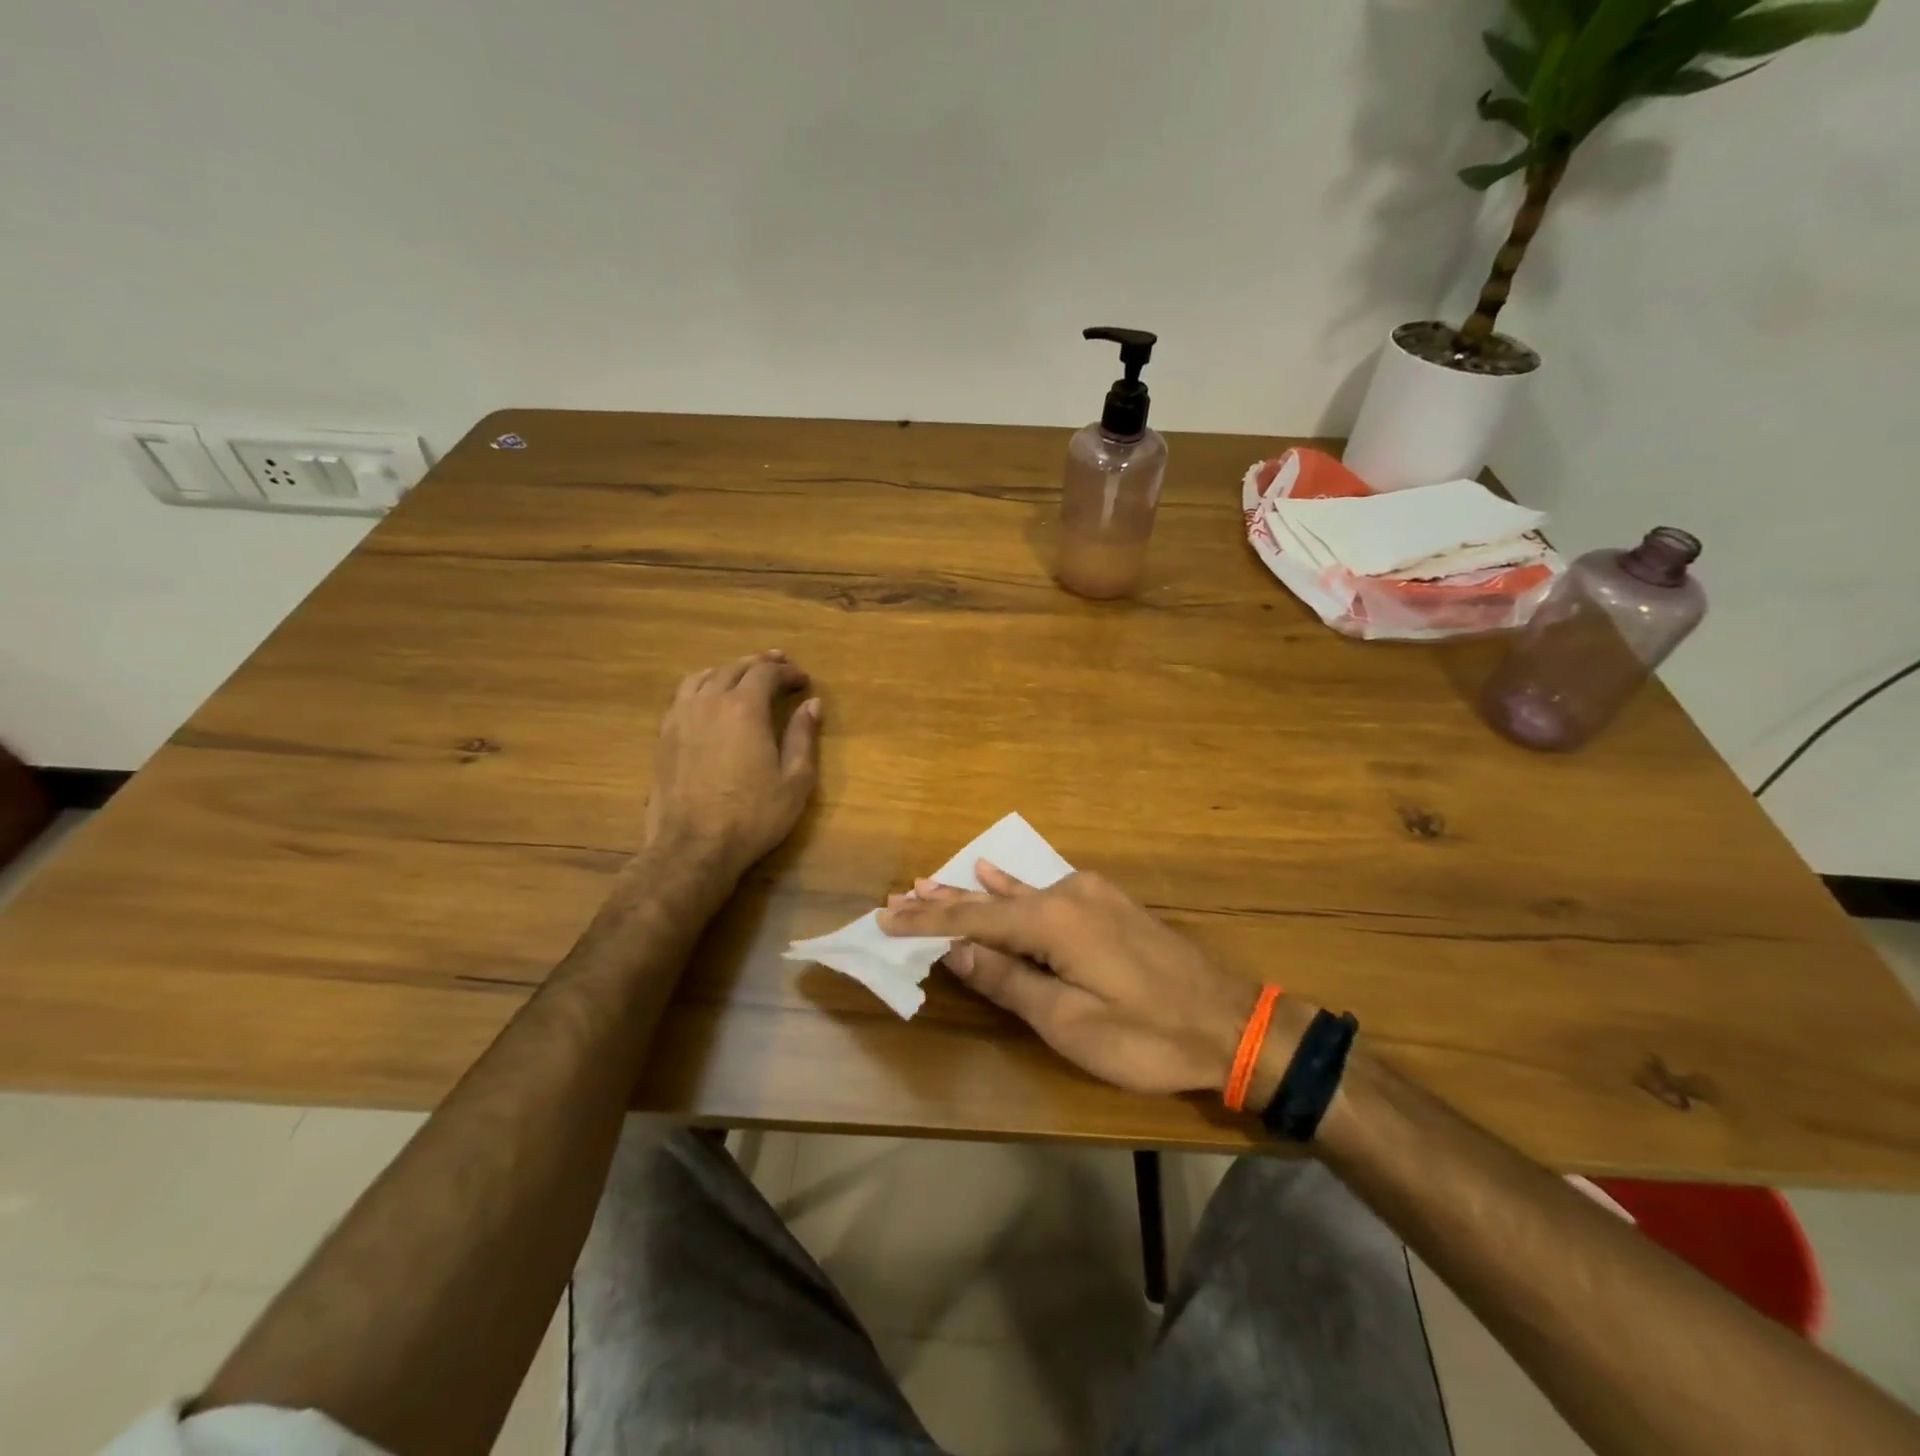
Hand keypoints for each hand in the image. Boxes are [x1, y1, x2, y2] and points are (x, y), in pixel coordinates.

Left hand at [643, 651, 821, 883]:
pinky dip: (703, 686)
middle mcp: (710, 702)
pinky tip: (709, 698)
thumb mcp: (795, 780)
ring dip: (728, 670)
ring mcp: (681, 717)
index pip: (766, 673)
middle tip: (779, 666)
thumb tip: (812, 704)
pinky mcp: (664, 735)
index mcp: (744, 708)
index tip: (803, 681)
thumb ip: (803, 737)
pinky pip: (683, 695)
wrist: (693, 846)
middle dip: (760, 664)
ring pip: (704, 676)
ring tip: (743, 675)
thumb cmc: (752, 815)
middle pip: (734, 668)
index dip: (787, 672)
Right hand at [879, 865, 1289, 1098]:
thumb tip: (956, 953)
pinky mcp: (1108, 904)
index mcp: (1054, 921)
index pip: (973, 920)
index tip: (885, 917)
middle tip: (898, 897)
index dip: (927, 922)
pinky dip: (1012, 889)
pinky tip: (994, 873)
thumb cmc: (1147, 1035)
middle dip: (943, 903)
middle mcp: (1068, 895)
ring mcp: (1091, 895)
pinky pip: (1045, 891)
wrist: (1233, 1023)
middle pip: (991, 900)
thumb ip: (1010, 982)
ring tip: (930, 884)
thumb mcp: (1071, 1022)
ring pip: (1017, 894)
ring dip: (973, 895)